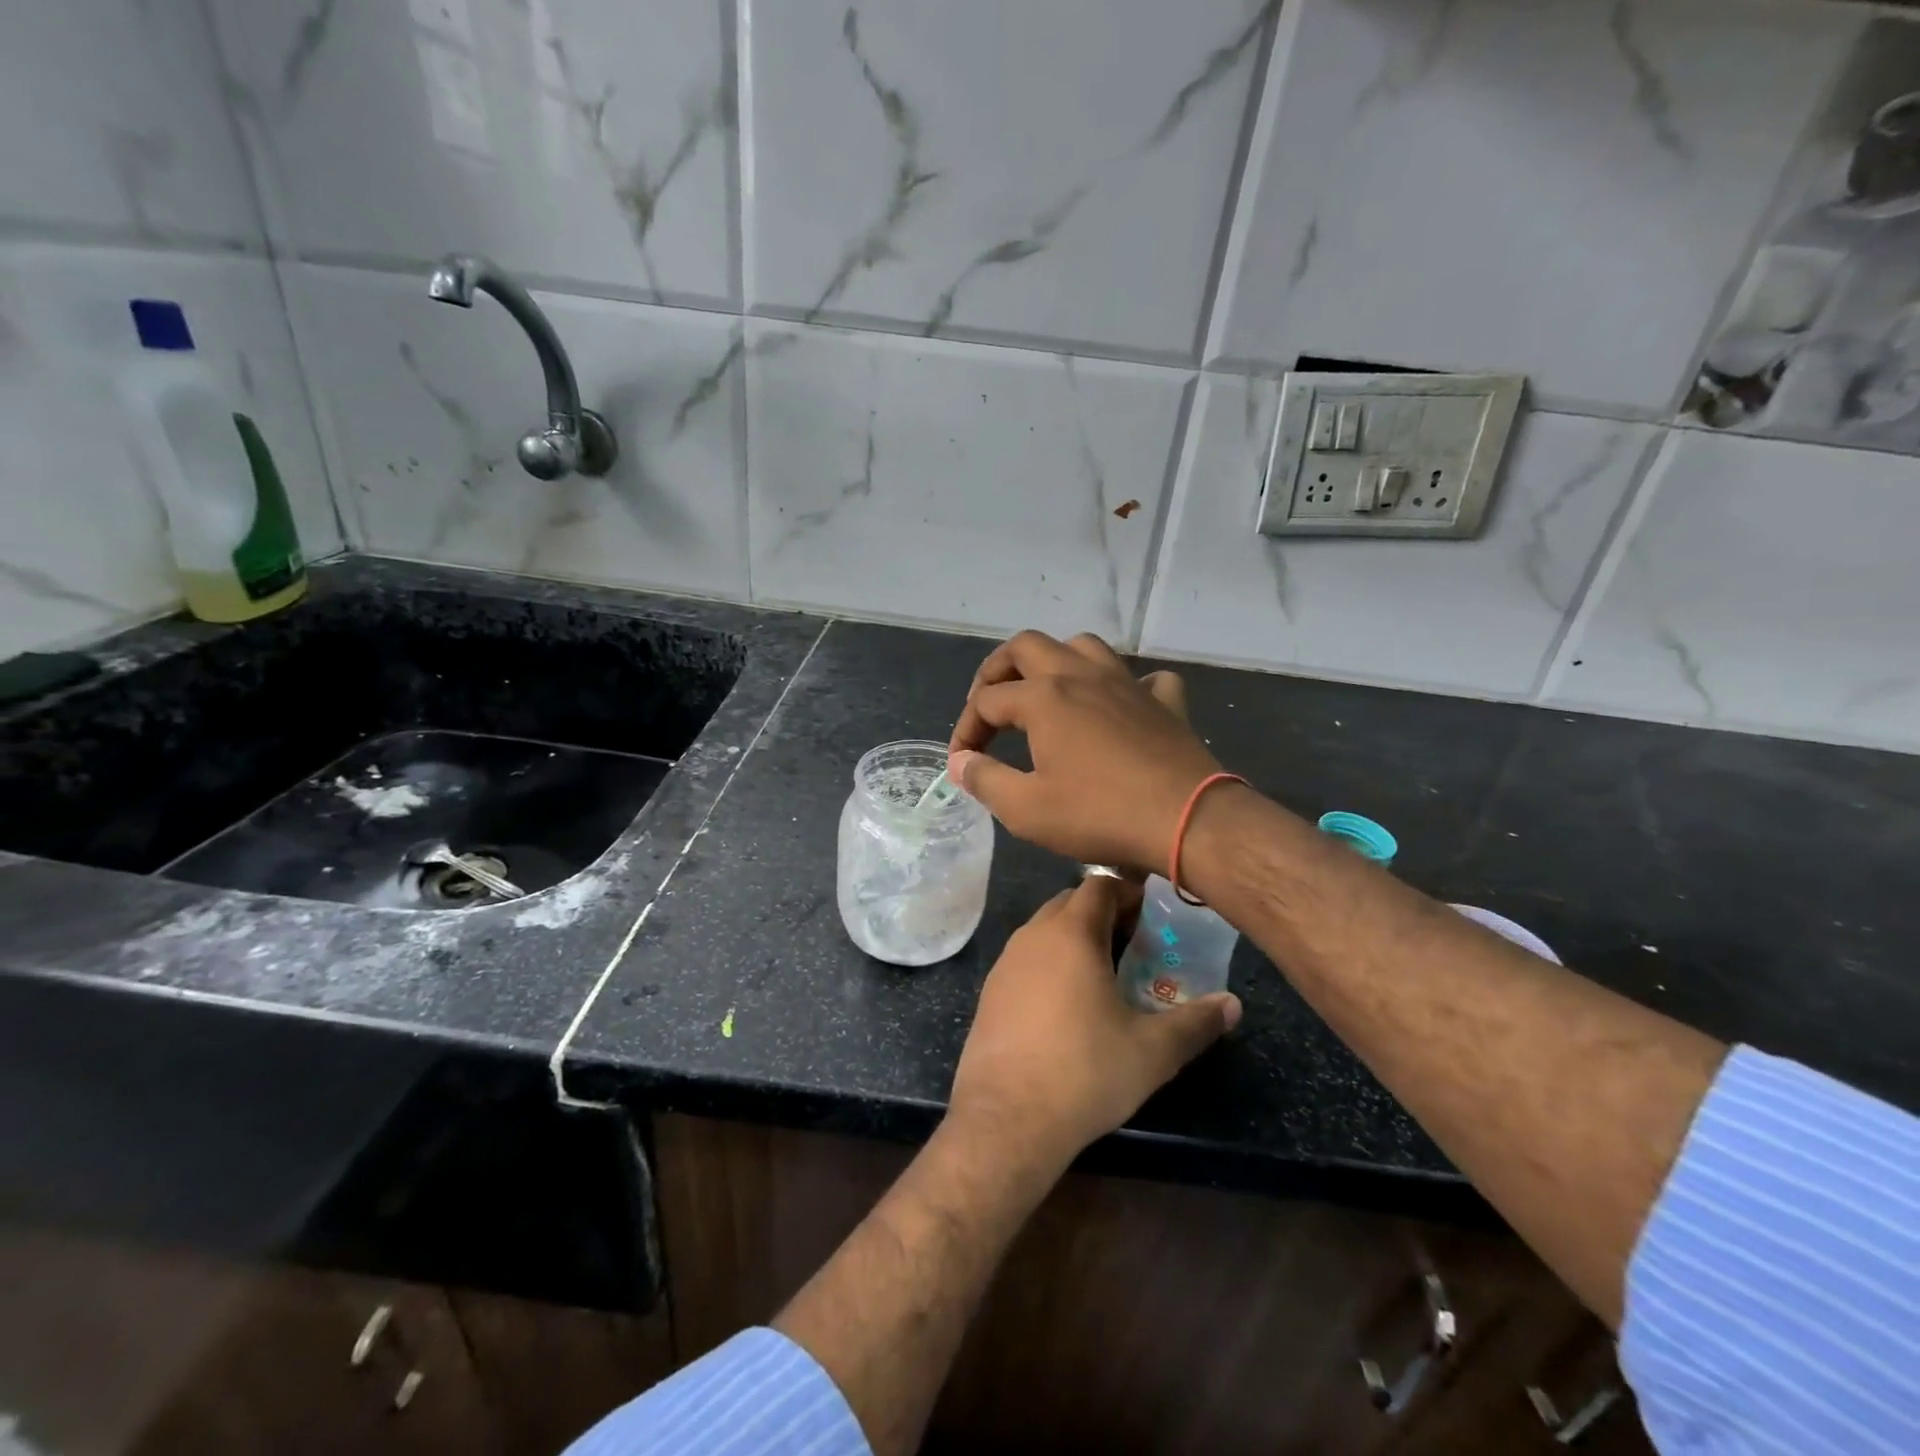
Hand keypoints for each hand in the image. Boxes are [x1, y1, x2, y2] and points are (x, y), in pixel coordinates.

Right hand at [948, 630, 1220, 876]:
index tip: (962, 762)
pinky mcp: (1164, 700)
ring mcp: (1126, 682)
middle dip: (998, 670)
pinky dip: (1123, 685)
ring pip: (1082, 646)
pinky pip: (1142, 677)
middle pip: (1027, 647)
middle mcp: (1081, 675)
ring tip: (1045, 691)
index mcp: (1043, 697)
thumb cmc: (1099, 815)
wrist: (1187, 819)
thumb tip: (960, 762)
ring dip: (1056, 661)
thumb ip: (985, 780)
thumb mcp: (1026, 809)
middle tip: (988, 703)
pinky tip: (1118, 705)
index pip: (986, 701)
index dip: (965, 729)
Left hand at [948, 876, 1240, 1172]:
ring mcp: (1005, 962)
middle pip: (1070, 903)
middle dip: (1104, 914)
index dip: (1129, 894)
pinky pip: (1026, 959)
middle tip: (1137, 946)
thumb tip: (1233, 1005)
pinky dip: (1050, 964)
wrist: (1006, 1117)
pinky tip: (1068, 1006)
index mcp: (1071, 934)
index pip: (1100, 885)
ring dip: (1075, 939)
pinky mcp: (990, 991)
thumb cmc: (1085, 1072)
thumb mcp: (1153, 1051)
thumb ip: (1196, 1022)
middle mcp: (1033, 935)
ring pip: (1045, 931)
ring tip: (1107, 975)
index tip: (1154, 920)